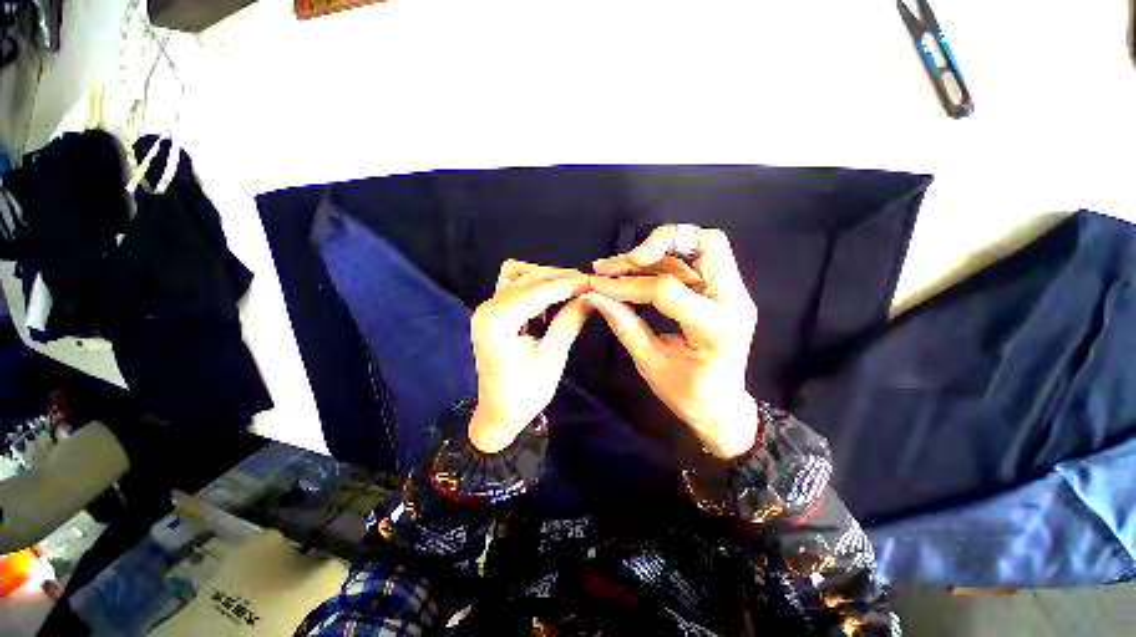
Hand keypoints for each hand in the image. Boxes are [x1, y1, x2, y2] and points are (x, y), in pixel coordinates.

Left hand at [468, 261, 591, 452]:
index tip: (595, 281)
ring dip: (552, 279)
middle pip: (530, 279)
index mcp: (497, 320)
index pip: (539, 291)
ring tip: (578, 286)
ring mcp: (489, 308)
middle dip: (562, 278)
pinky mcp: (495, 313)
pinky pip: (519, 289)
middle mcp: (488, 307)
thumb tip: (592, 297)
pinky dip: (540, 287)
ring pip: (525, 279)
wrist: (498, 414)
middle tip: (591, 282)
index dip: (569, 284)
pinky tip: (557, 295)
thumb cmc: (525, 393)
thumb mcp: (552, 358)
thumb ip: (569, 322)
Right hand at [589, 226, 758, 458]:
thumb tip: (596, 297)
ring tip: (623, 264)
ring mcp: (733, 292)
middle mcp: (733, 300)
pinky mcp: (725, 291)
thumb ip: (625, 325)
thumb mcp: (651, 364)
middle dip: (656, 245)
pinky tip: (640, 270)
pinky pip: (697, 261)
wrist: (723, 408)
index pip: (666, 288)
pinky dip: (667, 261)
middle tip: (617, 263)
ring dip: (659, 250)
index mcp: (714, 325)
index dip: (627, 283)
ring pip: (701, 245)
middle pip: (703, 243)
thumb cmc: (688, 396)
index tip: (597, 284)